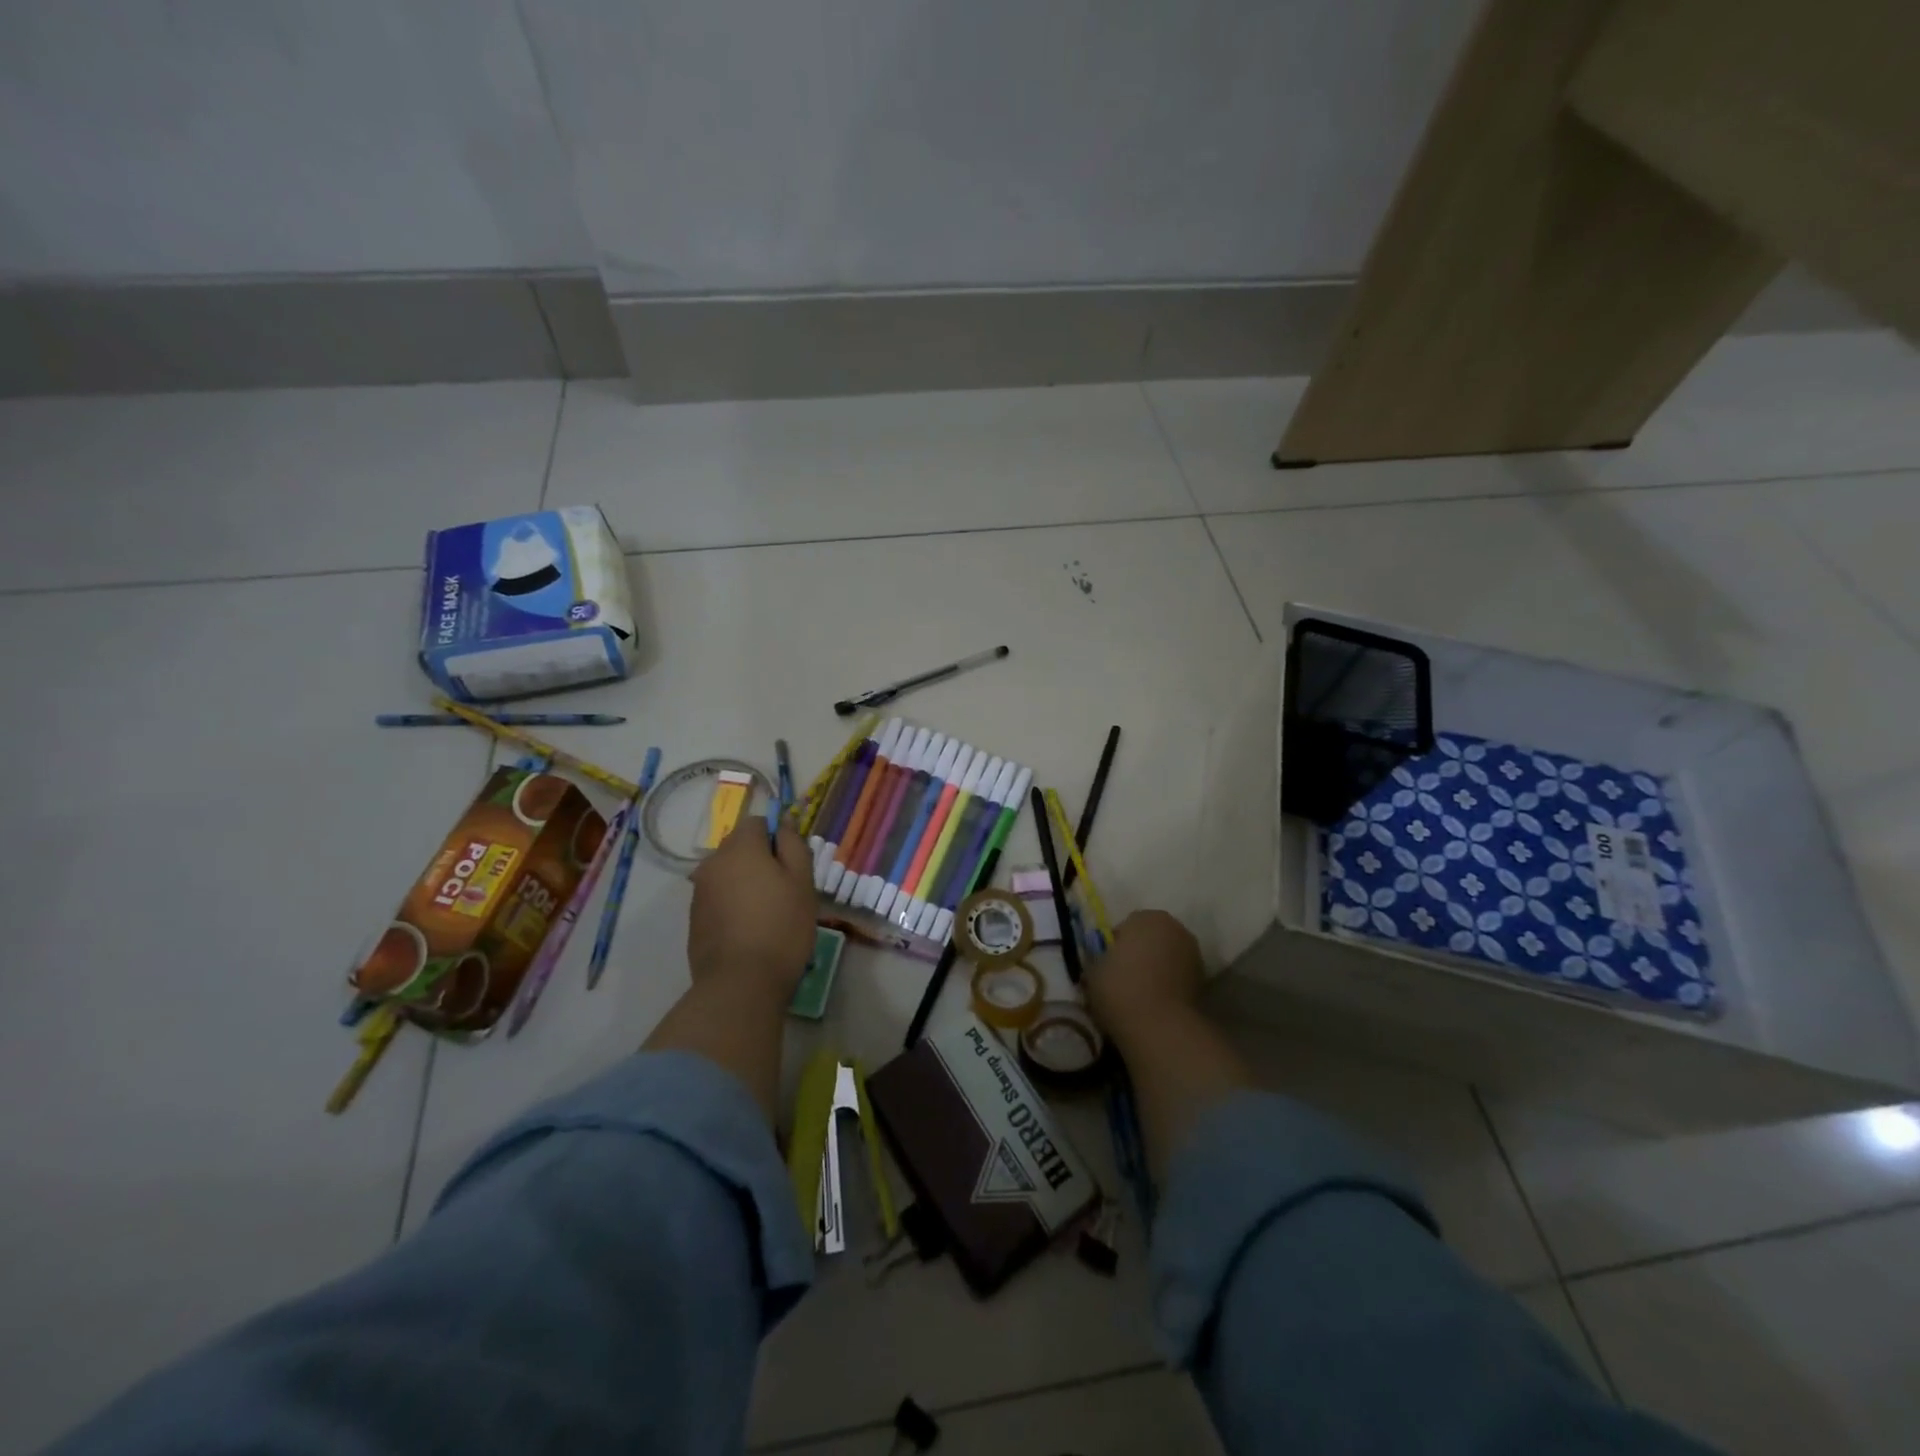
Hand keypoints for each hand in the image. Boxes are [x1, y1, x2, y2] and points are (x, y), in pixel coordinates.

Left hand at [687, 819, 816, 997]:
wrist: (740, 983)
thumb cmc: (781, 927)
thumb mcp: (802, 882)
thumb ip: (793, 845)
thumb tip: (783, 822)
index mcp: (739, 848)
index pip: (757, 822)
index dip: (777, 838)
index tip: (792, 865)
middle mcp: (713, 862)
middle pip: (740, 847)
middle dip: (760, 859)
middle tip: (785, 890)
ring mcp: (699, 891)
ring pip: (728, 873)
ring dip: (746, 882)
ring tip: (768, 913)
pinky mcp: (695, 918)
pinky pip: (718, 897)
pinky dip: (733, 903)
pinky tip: (749, 929)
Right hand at [1085, 909, 1203, 1040]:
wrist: (1158, 1026)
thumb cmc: (1119, 988)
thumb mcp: (1093, 970)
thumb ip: (1100, 959)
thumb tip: (1105, 963)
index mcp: (1147, 917)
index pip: (1127, 925)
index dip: (1115, 944)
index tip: (1107, 964)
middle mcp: (1174, 928)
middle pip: (1151, 937)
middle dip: (1140, 952)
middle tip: (1123, 976)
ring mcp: (1193, 953)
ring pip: (1167, 956)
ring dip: (1157, 967)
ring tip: (1140, 992)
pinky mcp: (1204, 980)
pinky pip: (1179, 976)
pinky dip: (1170, 984)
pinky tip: (1156, 1002)